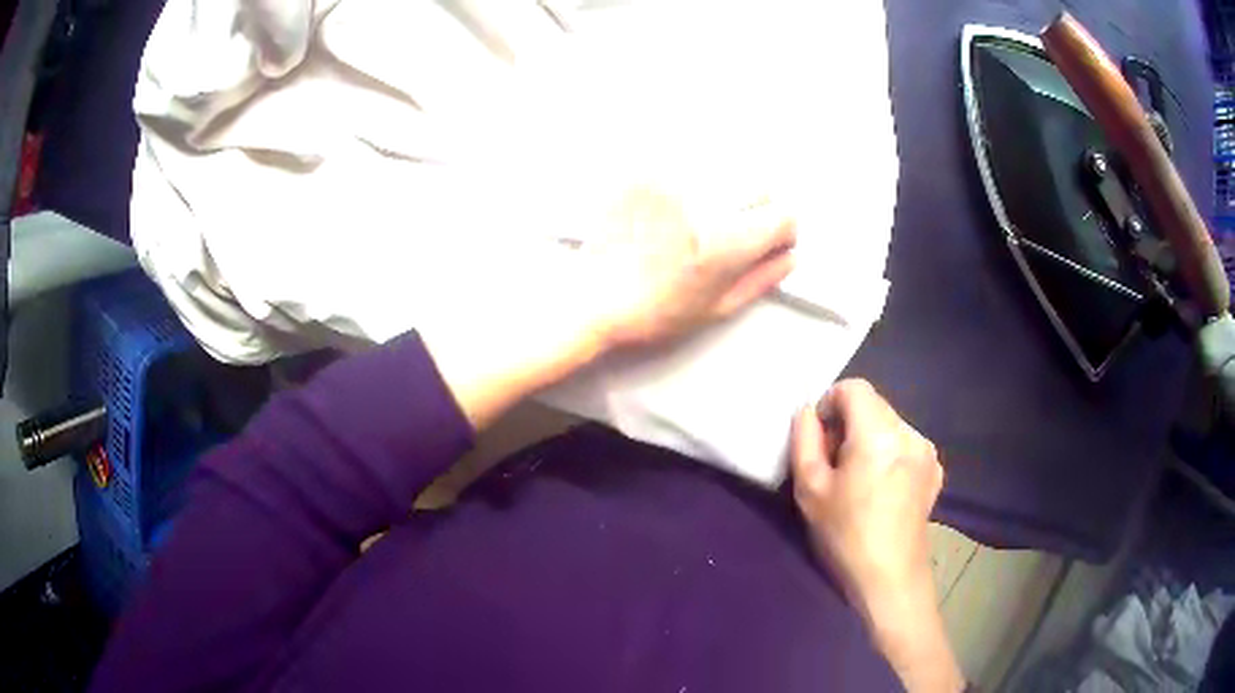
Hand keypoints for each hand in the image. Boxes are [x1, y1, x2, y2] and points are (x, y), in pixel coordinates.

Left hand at [580, 187, 795, 348]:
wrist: (591, 296)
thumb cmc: (654, 313)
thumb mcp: (717, 308)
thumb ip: (763, 278)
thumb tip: (792, 255)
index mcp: (726, 242)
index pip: (785, 214)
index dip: (782, 231)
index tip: (770, 240)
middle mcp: (703, 202)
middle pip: (757, 185)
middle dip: (756, 207)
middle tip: (731, 230)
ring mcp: (670, 181)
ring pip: (724, 170)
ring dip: (724, 191)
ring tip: (696, 221)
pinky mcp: (644, 172)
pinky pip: (685, 163)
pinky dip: (689, 180)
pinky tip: (672, 209)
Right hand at [791, 380, 962, 691]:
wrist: (889, 578)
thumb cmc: (845, 536)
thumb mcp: (810, 490)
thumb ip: (804, 441)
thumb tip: (806, 412)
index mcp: (878, 434)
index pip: (854, 388)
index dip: (830, 404)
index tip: (819, 438)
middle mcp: (909, 432)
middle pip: (873, 405)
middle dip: (849, 424)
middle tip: (834, 464)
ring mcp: (927, 451)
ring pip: (889, 424)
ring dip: (869, 439)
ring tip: (858, 480)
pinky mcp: (935, 469)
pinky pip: (905, 444)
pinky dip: (889, 453)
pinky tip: (881, 490)